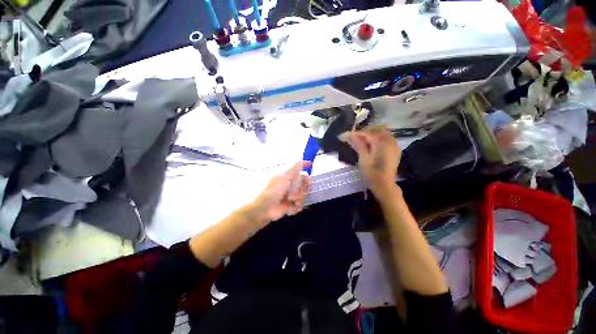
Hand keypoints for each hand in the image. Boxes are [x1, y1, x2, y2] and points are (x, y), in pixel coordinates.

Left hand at [251, 161, 310, 222]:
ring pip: (303, 195)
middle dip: (303, 187)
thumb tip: (302, 159)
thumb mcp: (284, 178)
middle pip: (304, 184)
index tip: (311, 165)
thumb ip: (294, 169)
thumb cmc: (274, 191)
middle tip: (299, 188)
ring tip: (291, 199)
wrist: (265, 208)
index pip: (299, 171)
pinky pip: (300, 205)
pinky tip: (291, 206)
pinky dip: (296, 206)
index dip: (305, 168)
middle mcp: (290, 186)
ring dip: (298, 197)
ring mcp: (291, 196)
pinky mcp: (292, 206)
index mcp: (287, 178)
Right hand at [348, 127, 400, 196]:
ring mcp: (394, 145)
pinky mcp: (395, 150)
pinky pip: (387, 139)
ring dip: (372, 134)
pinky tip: (372, 144)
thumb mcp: (363, 158)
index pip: (368, 133)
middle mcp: (390, 141)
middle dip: (365, 131)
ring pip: (383, 133)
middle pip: (377, 130)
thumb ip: (359, 145)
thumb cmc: (371, 173)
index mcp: (382, 143)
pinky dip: (379, 138)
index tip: (347, 134)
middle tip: (354, 136)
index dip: (357, 133)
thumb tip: (351, 134)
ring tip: (362, 139)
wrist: (384, 185)